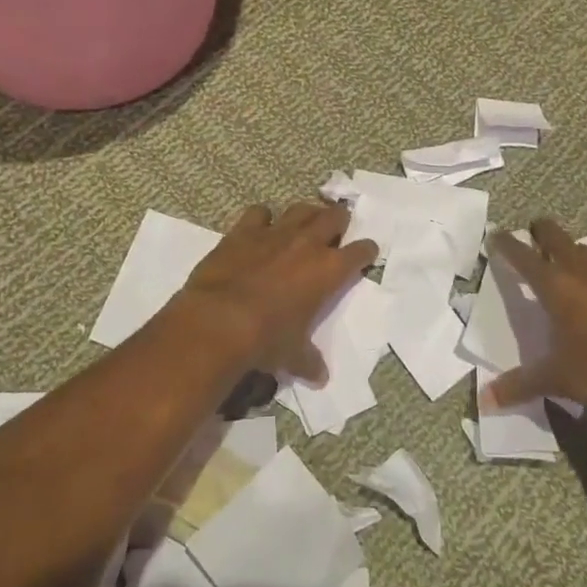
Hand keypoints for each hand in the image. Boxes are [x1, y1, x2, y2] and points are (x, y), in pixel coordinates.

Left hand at [173, 201, 377, 385]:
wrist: (219, 321)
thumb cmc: (267, 339)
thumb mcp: (293, 355)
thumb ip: (309, 361)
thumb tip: (320, 377)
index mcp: (329, 270)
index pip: (360, 252)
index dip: (366, 251)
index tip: (367, 253)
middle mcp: (307, 244)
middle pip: (334, 217)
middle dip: (339, 221)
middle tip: (337, 229)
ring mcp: (275, 233)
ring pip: (300, 209)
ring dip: (306, 215)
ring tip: (305, 223)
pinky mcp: (244, 231)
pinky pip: (259, 213)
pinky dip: (262, 219)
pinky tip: (260, 228)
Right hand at [486, 218, 586, 408]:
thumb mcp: (558, 379)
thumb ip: (520, 386)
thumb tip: (483, 401)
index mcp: (556, 286)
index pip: (523, 257)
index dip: (507, 244)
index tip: (495, 234)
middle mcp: (581, 271)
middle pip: (556, 236)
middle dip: (541, 231)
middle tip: (532, 234)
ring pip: (586, 250)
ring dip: (572, 250)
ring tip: (566, 262)